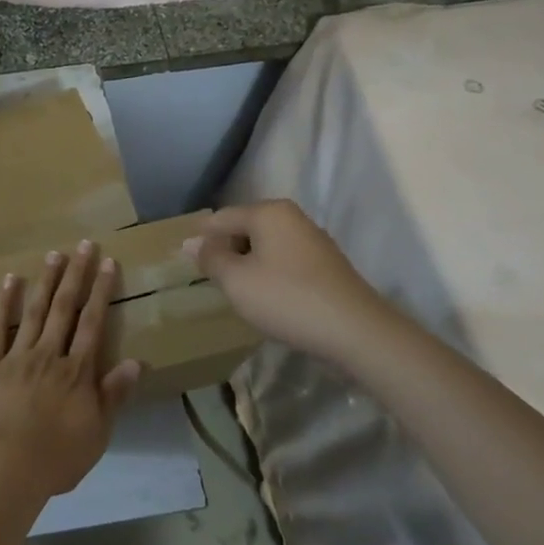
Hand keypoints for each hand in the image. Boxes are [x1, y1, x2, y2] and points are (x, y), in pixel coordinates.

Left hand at [0, 240, 144, 500]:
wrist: (5, 470)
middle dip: (76, 274)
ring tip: (55, 254)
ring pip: (35, 310)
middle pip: (65, 308)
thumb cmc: (56, 458)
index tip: (108, 263)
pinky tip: (11, 279)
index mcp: (77, 371)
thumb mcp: (97, 433)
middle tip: (83, 245)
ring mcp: (17, 355)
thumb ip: (114, 395)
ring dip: (46, 280)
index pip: (93, 323)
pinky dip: (5, 301)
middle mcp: (49, 354)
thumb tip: (137, 361)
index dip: (101, 291)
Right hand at [186, 200, 399, 364]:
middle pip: (244, 228)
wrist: (356, 332)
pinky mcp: (326, 264)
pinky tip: (268, 298)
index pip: (220, 218)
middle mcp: (291, 217)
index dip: (201, 240)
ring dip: (247, 264)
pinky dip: (269, 274)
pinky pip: (284, 260)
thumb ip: (210, 258)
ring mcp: (313, 239)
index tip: (187, 265)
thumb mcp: (236, 280)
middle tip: (212, 281)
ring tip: (237, 292)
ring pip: (265, 245)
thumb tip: (190, 242)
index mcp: (268, 212)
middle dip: (225, 251)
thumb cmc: (286, 299)